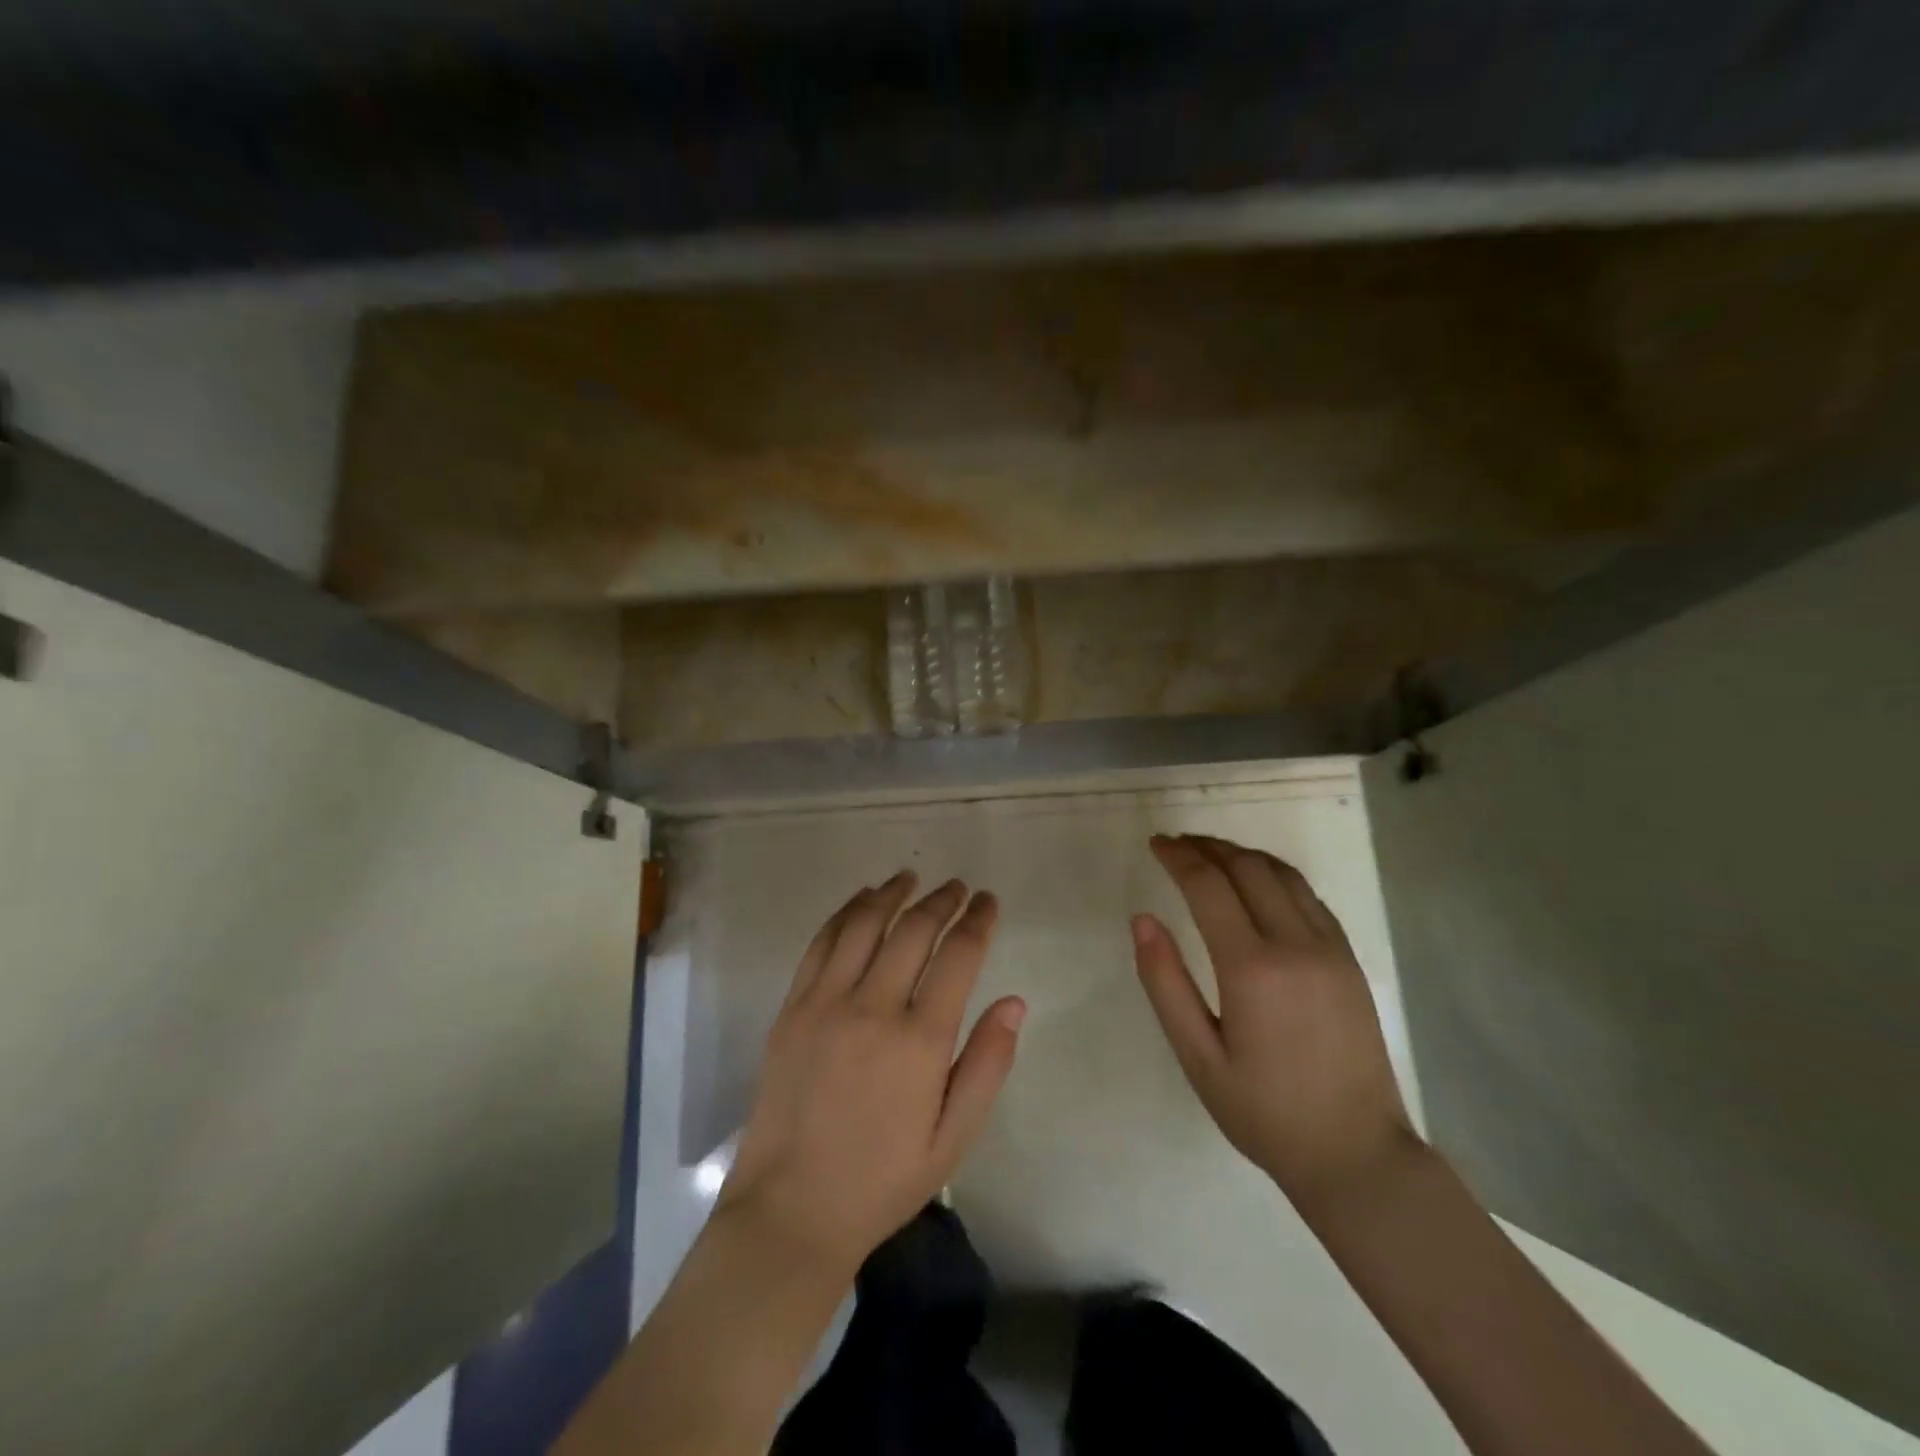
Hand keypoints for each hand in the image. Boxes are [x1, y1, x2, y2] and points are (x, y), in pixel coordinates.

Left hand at [718, 872, 1025, 1277]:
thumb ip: (987, 1064)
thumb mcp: (953, 1137)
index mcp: (920, 1040)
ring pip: (864, 924)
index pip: (958, 955)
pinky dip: (846, 913)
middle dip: (942, 900)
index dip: (977, 920)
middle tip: (958, 887)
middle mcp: (873, 1007)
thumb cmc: (883, 1179)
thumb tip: (1014, 1001)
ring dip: (891, 893)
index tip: (988, 901)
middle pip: (914, 930)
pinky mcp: (793, 1007)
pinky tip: (862, 901)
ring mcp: (825, 1002)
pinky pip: (822, 942)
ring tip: (911, 877)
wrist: (792, 1208)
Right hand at [1133, 834, 1417, 1208]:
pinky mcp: (1349, 960)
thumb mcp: (1197, 1057)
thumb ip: (1165, 983)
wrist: (1357, 1155)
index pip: (1209, 886)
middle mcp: (1295, 945)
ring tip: (1210, 853)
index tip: (1156, 843)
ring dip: (1242, 854)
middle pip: (1247, 868)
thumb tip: (1142, 919)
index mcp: (1252, 969)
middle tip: (1176, 844)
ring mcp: (1330, 949)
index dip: (1178, 857)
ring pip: (1283, 874)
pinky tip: (1257, 882)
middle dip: (1208, 847)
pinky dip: (1275, 874)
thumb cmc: (1264, 1112)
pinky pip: (1309, 896)